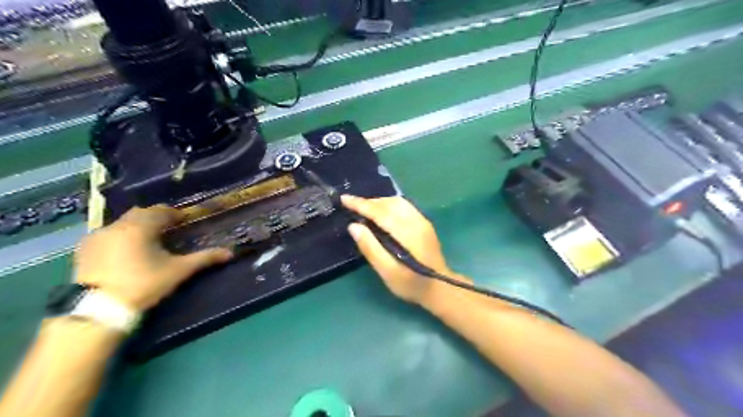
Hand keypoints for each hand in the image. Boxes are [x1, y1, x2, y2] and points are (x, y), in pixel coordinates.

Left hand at [76, 208, 230, 310]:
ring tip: (147, 240)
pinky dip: (119, 237)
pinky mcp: (84, 250)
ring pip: (122, 223)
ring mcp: (97, 237)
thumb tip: (230, 253)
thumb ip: (204, 258)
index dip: (175, 214)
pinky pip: (107, 235)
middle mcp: (117, 226)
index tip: (184, 221)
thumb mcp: (179, 271)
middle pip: (140, 214)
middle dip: (155, 218)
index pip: (161, 211)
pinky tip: (124, 251)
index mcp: (141, 227)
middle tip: (168, 229)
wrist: (99, 309)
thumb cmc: (144, 284)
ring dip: (137, 226)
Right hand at [341, 195, 451, 305]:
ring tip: (363, 208)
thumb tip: (353, 226)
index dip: (361, 204)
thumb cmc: (411, 284)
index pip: (380, 212)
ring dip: (379, 202)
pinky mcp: (425, 223)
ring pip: (398, 202)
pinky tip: (381, 212)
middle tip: (351, 205)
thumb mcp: (387, 272)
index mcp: (407, 233)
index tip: (344, 199)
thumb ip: (370, 248)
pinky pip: (404, 206)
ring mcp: (422, 221)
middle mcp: (416, 221)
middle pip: (389, 203)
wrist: (440, 288)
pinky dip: (389, 205)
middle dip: (369, 201)